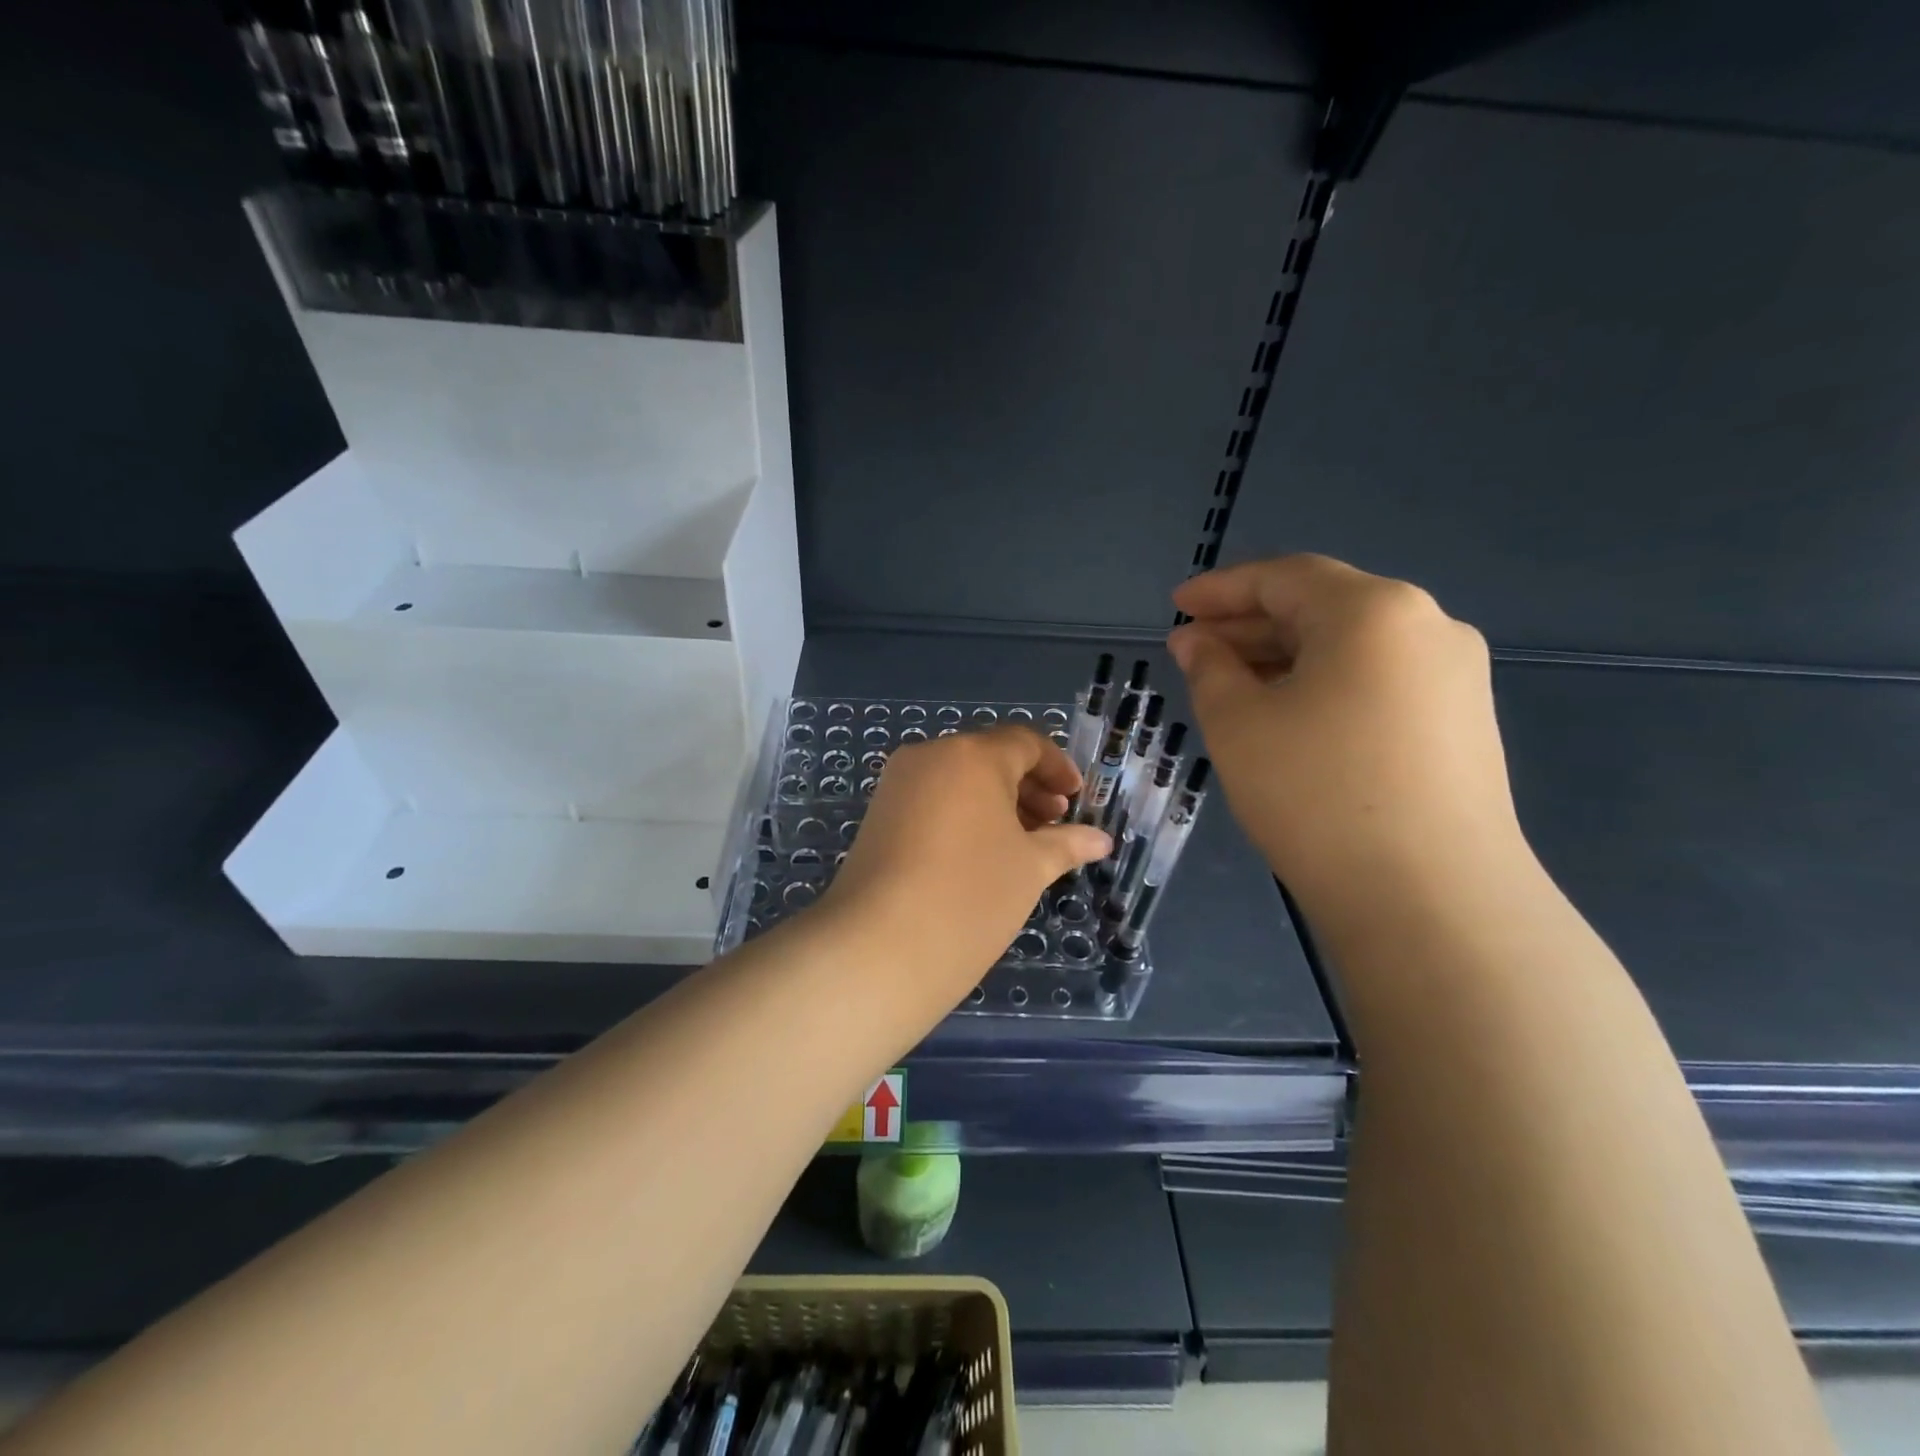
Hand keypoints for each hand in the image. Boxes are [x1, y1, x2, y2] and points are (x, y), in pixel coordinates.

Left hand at [819, 727, 1110, 1022]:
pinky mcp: (878, 815)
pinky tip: (980, 855)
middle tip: (1054, 825)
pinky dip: (963, 815)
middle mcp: (930, 757)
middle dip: (1028, 788)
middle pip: (989, 758)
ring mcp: (897, 785)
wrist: (879, 946)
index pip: (1024, 743)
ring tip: (1022, 845)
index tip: (1076, 800)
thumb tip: (1101, 840)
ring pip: (958, 780)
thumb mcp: (1030, 868)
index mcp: (972, 756)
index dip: (1057, 768)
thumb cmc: (971, 896)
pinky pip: (932, 800)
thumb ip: (1067, 844)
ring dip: (996, 803)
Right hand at [1168, 555, 1527, 921]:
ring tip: (1231, 684)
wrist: (1431, 899)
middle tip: (1193, 649)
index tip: (1176, 604)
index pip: (1284, 577)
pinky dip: (1325, 685)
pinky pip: (1379, 681)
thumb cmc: (1315, 793)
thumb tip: (1197, 641)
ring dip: (1286, 657)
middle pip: (1323, 607)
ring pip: (1352, 647)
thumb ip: (1210, 668)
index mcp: (1372, 610)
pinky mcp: (1464, 724)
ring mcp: (1455, 677)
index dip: (1222, 589)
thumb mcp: (1238, 724)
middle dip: (1251, 624)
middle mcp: (1427, 626)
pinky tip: (1289, 717)